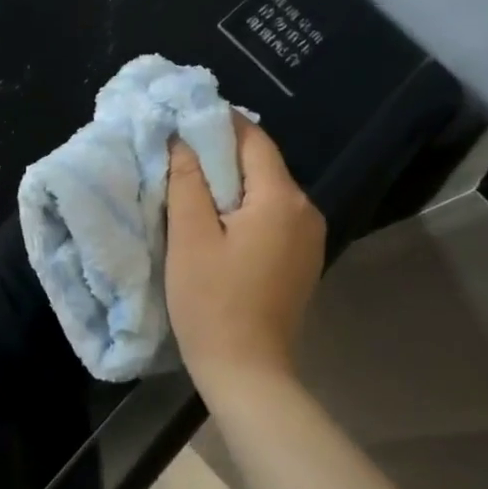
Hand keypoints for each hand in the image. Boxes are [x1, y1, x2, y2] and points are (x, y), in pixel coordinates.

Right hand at [166, 116, 326, 398]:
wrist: (247, 371)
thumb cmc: (211, 301)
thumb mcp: (190, 237)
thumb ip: (187, 181)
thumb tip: (182, 139)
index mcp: (281, 199)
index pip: (253, 139)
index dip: (218, 122)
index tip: (183, 117)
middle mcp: (306, 210)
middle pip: (262, 163)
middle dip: (222, 152)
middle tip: (178, 151)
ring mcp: (309, 237)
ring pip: (267, 190)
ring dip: (231, 182)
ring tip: (191, 184)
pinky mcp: (302, 259)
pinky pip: (272, 215)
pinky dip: (244, 207)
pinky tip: (216, 219)